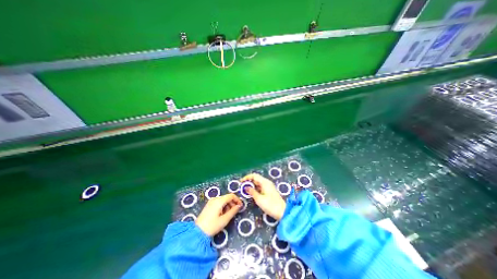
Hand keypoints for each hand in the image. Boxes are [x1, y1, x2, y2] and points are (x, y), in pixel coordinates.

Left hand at [195, 193, 241, 235]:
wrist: (197, 232)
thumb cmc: (212, 226)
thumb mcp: (225, 220)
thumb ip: (233, 211)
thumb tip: (239, 206)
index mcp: (219, 201)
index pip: (231, 195)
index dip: (237, 200)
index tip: (240, 206)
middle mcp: (215, 198)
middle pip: (227, 197)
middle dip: (232, 203)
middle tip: (235, 212)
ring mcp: (211, 201)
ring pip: (223, 200)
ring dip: (228, 205)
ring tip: (228, 215)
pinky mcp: (209, 205)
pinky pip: (219, 202)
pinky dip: (223, 206)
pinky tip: (222, 214)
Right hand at [242, 172, 285, 219]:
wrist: (283, 212)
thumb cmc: (270, 205)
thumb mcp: (259, 199)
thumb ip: (252, 192)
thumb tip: (246, 187)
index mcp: (265, 182)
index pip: (254, 175)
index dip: (247, 177)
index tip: (240, 182)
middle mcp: (266, 182)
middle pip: (256, 178)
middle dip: (248, 181)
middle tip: (241, 187)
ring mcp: (268, 187)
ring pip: (258, 183)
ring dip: (251, 185)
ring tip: (245, 190)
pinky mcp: (269, 191)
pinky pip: (260, 187)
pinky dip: (255, 189)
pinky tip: (251, 193)